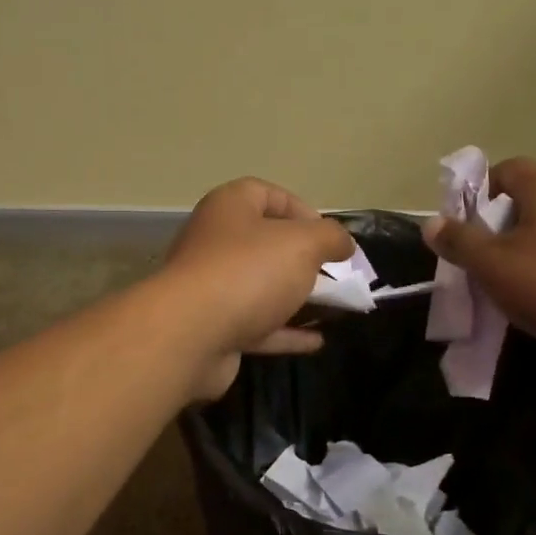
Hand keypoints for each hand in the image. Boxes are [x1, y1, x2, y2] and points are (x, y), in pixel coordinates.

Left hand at [161, 178, 354, 399]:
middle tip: (336, 274)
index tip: (329, 236)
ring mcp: (211, 289)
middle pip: (264, 244)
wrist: (191, 335)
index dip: (301, 209)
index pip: (266, 194)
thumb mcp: (303, 243)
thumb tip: (344, 244)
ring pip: (261, 287)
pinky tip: (317, 340)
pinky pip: (256, 325)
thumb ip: (330, 238)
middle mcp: (214, 243)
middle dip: (303, 259)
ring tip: (335, 308)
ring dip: (296, 298)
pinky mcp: (213, 329)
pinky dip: (285, 332)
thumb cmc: (249, 271)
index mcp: (229, 208)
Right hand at [422, 158, 535, 381]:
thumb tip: (430, 223)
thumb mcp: (494, 265)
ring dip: (520, 254)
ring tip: (503, 287)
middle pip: (523, 203)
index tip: (459, 231)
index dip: (474, 196)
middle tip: (476, 263)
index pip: (502, 171)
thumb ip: (459, 241)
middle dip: (494, 231)